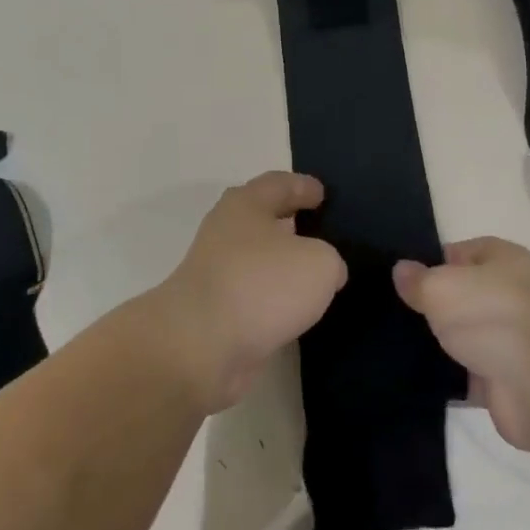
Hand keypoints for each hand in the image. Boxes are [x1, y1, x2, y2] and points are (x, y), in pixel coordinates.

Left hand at [146, 172, 346, 412]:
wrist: (200, 345)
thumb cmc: (261, 285)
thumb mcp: (318, 263)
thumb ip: (329, 260)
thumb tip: (325, 273)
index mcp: (246, 204)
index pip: (279, 184)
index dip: (303, 186)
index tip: (322, 194)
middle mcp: (226, 231)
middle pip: (263, 218)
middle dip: (290, 222)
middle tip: (320, 230)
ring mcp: (216, 271)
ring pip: (257, 258)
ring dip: (281, 264)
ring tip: (313, 274)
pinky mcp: (214, 309)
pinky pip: (252, 293)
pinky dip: (271, 297)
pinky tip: (293, 309)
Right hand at [393, 238, 529, 452]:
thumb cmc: (490, 314)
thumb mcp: (440, 286)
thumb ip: (417, 280)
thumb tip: (401, 270)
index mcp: (505, 259)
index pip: (464, 251)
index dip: (435, 261)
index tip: (406, 277)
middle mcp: (513, 294)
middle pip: (466, 294)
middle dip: (437, 304)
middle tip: (398, 309)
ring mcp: (513, 339)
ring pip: (468, 335)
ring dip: (445, 342)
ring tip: (400, 340)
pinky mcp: (509, 379)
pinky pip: (472, 372)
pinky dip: (453, 376)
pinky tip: (420, 374)